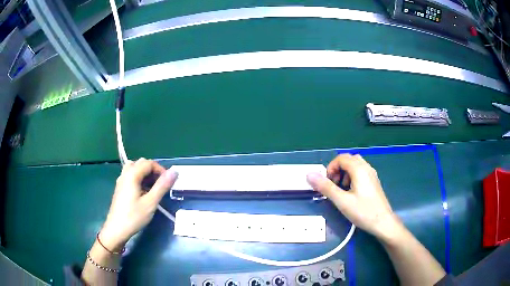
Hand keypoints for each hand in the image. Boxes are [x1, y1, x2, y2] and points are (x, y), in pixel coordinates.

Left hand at [99, 158, 177, 250]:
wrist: (116, 229)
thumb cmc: (134, 216)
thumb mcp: (150, 203)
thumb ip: (162, 186)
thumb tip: (174, 172)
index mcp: (132, 175)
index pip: (149, 163)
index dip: (160, 170)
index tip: (168, 182)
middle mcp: (125, 174)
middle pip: (141, 163)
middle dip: (153, 171)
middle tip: (161, 185)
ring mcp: (121, 180)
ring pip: (135, 169)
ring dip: (146, 174)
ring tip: (153, 188)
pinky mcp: (120, 188)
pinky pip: (131, 176)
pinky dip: (140, 179)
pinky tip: (144, 193)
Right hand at [307, 154, 402, 240]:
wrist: (383, 223)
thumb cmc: (363, 212)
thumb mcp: (342, 201)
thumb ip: (326, 187)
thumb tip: (309, 175)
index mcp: (359, 169)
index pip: (341, 158)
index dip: (330, 168)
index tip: (327, 183)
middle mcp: (367, 168)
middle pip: (348, 159)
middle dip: (337, 169)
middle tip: (334, 185)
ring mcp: (372, 174)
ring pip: (355, 165)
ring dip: (345, 173)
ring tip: (342, 189)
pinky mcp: (374, 182)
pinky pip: (361, 172)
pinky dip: (352, 177)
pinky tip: (351, 192)